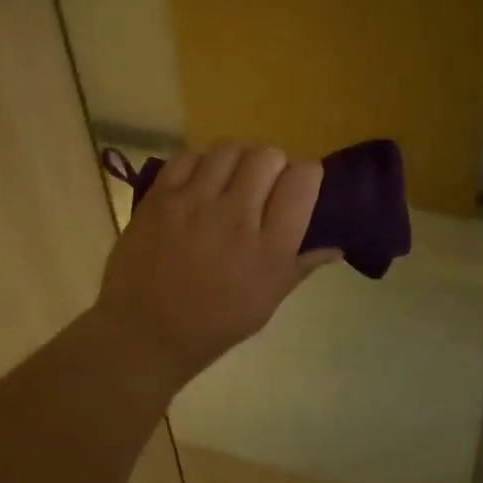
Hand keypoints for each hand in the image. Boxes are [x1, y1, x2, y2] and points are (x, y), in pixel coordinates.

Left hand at [95, 143, 340, 390]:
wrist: (146, 333)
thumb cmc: (215, 323)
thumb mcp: (268, 301)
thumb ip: (302, 265)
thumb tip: (336, 246)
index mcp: (270, 248)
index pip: (302, 180)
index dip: (306, 175)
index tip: (298, 186)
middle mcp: (236, 217)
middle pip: (268, 156)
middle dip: (272, 165)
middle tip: (262, 185)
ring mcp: (195, 204)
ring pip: (230, 149)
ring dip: (237, 160)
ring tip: (229, 180)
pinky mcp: (160, 198)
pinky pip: (189, 156)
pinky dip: (199, 164)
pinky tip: (198, 184)